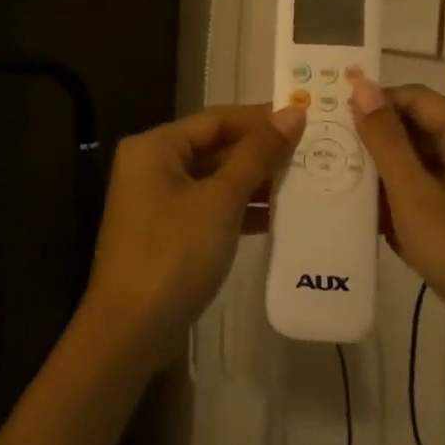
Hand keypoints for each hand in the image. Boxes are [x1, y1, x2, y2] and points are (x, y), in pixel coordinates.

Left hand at [80, 103, 305, 365]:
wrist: (131, 330)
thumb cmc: (174, 253)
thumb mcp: (220, 200)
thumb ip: (257, 155)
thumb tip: (291, 114)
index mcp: (155, 146)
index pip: (216, 119)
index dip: (261, 118)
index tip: (305, 118)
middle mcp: (152, 165)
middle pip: (215, 147)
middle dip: (261, 151)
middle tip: (312, 150)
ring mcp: (158, 201)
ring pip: (215, 179)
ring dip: (255, 181)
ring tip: (306, 180)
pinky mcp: (168, 232)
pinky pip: (210, 207)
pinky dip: (240, 209)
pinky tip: (280, 216)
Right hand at [347, 77, 444, 341]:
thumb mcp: (415, 195)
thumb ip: (385, 139)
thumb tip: (361, 86)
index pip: (415, 98)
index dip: (374, 102)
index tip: (332, 119)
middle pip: (420, 128)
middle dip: (377, 141)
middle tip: (331, 154)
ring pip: (424, 162)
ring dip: (388, 174)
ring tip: (344, 184)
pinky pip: (434, 190)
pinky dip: (406, 198)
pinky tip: (376, 218)